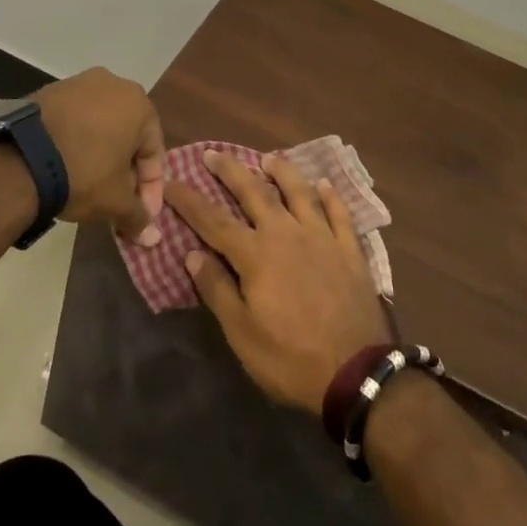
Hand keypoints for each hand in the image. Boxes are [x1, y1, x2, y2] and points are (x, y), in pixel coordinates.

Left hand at [34, 68, 164, 244]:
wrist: (20, 157)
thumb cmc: (83, 173)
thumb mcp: (115, 202)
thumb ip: (138, 217)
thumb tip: (153, 238)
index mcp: (139, 103)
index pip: (154, 153)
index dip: (151, 189)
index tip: (142, 216)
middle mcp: (115, 84)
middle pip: (128, 136)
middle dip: (126, 171)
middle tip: (118, 201)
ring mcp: (80, 83)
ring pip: (101, 126)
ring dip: (102, 155)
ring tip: (92, 185)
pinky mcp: (51, 90)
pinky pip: (75, 119)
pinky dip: (78, 141)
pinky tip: (68, 165)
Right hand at [166, 150, 393, 413]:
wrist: (356, 372)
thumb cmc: (290, 358)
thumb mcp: (242, 333)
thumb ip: (217, 289)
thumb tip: (192, 253)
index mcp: (256, 254)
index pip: (213, 220)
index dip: (188, 200)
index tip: (170, 181)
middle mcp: (286, 234)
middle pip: (254, 192)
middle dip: (230, 170)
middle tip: (213, 153)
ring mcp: (322, 237)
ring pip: (299, 192)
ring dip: (281, 172)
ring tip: (268, 158)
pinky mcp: (349, 250)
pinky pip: (339, 213)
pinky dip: (330, 196)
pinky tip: (324, 184)